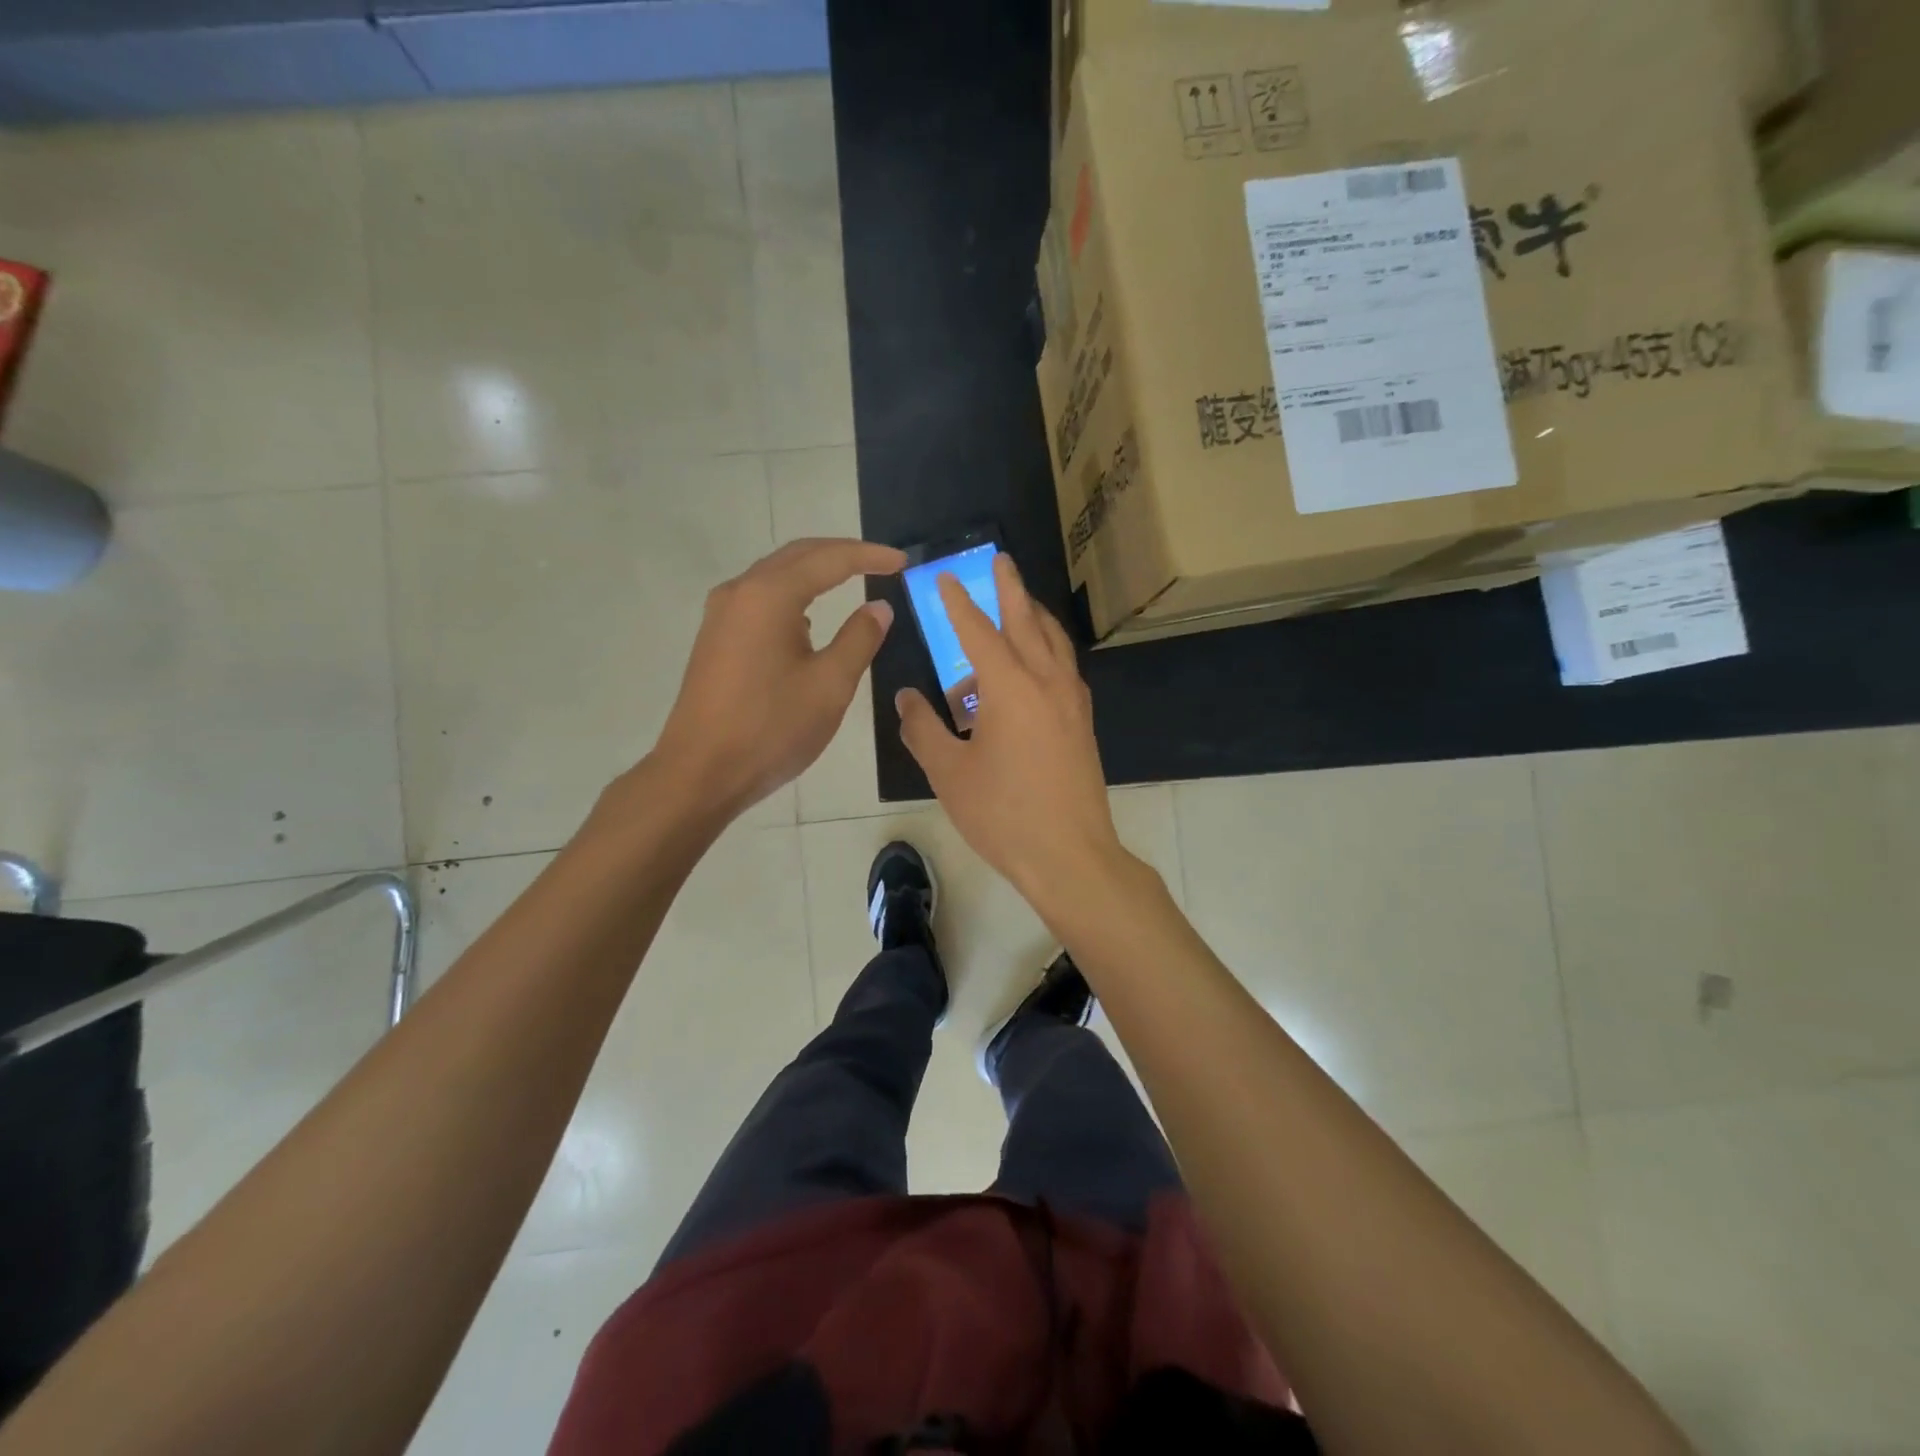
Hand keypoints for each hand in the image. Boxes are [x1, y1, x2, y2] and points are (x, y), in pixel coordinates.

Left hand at [654, 537, 905, 819]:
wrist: (700, 772)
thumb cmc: (771, 728)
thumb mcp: (830, 685)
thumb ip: (859, 639)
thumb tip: (878, 607)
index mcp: (770, 596)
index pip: (829, 560)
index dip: (869, 556)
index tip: (902, 561)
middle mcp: (740, 592)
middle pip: (797, 557)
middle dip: (841, 554)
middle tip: (881, 564)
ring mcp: (721, 615)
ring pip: (775, 577)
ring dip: (814, 573)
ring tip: (851, 582)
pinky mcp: (715, 638)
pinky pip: (760, 600)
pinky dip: (792, 597)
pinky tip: (808, 621)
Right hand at [895, 553, 1128, 906]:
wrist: (1069, 855)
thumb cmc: (1003, 814)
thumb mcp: (949, 773)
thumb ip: (922, 729)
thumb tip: (906, 697)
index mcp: (1011, 687)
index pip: (979, 631)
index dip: (959, 603)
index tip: (945, 577)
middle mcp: (1047, 683)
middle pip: (1028, 622)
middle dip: (1011, 589)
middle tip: (1001, 560)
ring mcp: (1071, 702)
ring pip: (1054, 643)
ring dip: (1035, 617)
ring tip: (1019, 604)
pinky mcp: (1082, 723)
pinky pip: (1064, 668)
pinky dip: (1048, 649)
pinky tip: (1038, 662)